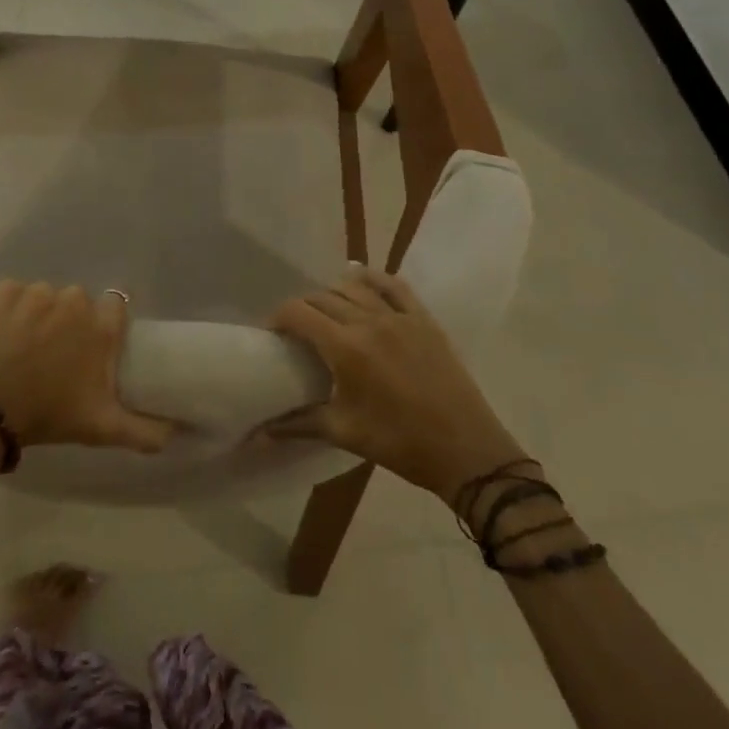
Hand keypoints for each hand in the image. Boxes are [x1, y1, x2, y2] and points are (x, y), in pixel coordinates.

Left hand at [0, 281, 175, 452]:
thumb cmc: (49, 414)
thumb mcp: (102, 428)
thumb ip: (145, 430)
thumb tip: (177, 432)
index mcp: (102, 327)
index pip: (116, 307)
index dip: (105, 325)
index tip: (92, 347)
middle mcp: (75, 300)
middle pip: (78, 302)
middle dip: (70, 323)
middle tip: (55, 356)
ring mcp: (37, 292)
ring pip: (45, 297)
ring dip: (39, 315)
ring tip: (23, 348)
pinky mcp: (3, 290)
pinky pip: (13, 294)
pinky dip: (9, 309)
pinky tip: (1, 335)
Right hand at [267, 268, 525, 499]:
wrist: (465, 450)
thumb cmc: (400, 444)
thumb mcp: (344, 433)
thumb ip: (299, 424)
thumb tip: (262, 431)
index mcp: (345, 348)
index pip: (299, 313)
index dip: (279, 317)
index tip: (273, 334)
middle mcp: (369, 321)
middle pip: (323, 297)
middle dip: (303, 308)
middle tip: (297, 331)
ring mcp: (399, 316)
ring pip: (355, 285)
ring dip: (333, 292)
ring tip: (327, 312)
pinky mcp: (424, 319)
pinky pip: (394, 285)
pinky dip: (373, 278)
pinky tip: (362, 280)